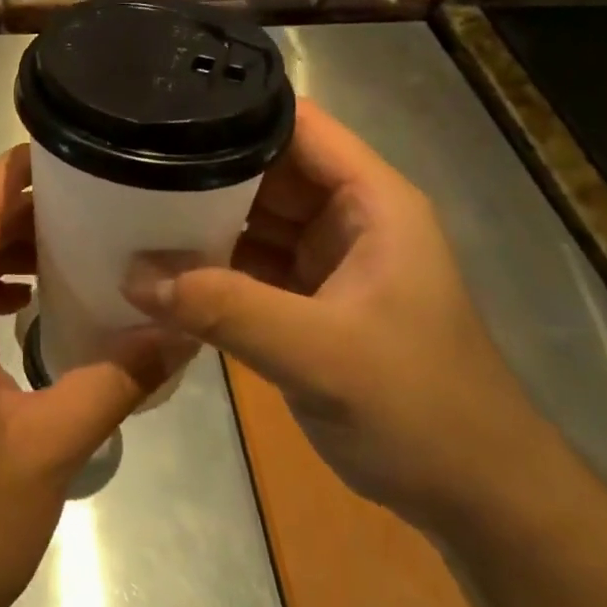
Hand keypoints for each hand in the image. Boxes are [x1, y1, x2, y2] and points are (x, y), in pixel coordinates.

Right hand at [124, 98, 545, 531]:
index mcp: (371, 200)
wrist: (477, 499)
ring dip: (202, 218)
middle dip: (204, 166)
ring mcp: (328, 258)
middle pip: (266, 168)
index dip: (238, 109)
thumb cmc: (418, 407)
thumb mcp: (320, 354)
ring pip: (253, 217)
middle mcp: (348, 216)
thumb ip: (226, 310)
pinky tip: (160, 266)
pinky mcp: (311, 300)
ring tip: (129, 204)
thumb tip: (133, 275)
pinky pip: (251, 264)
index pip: (298, 125)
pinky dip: (212, 265)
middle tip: (129, 162)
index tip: (166, 107)